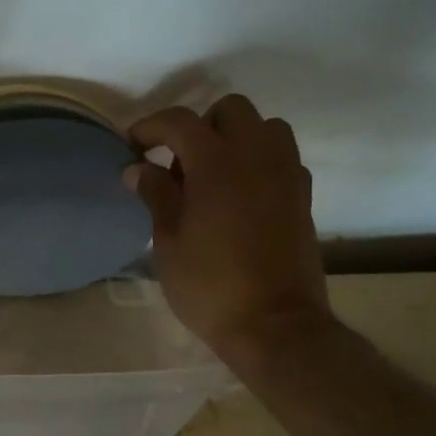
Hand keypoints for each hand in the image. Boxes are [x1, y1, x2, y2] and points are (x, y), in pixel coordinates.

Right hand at [126, 96, 333, 360]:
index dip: (150, 127)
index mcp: (216, 163)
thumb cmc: (210, 285)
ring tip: (214, 175)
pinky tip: (241, 195)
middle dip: (200, 125)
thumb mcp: (167, 241)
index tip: (132, 146)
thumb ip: (155, 194)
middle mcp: (256, 156)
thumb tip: (138, 168)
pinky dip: (260, 161)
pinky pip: (282, 157)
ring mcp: (286, 174)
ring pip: (265, 127)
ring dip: (236, 138)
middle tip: (179, 162)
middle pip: (230, 109)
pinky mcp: (303, 196)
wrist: (274, 325)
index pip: (179, 121)